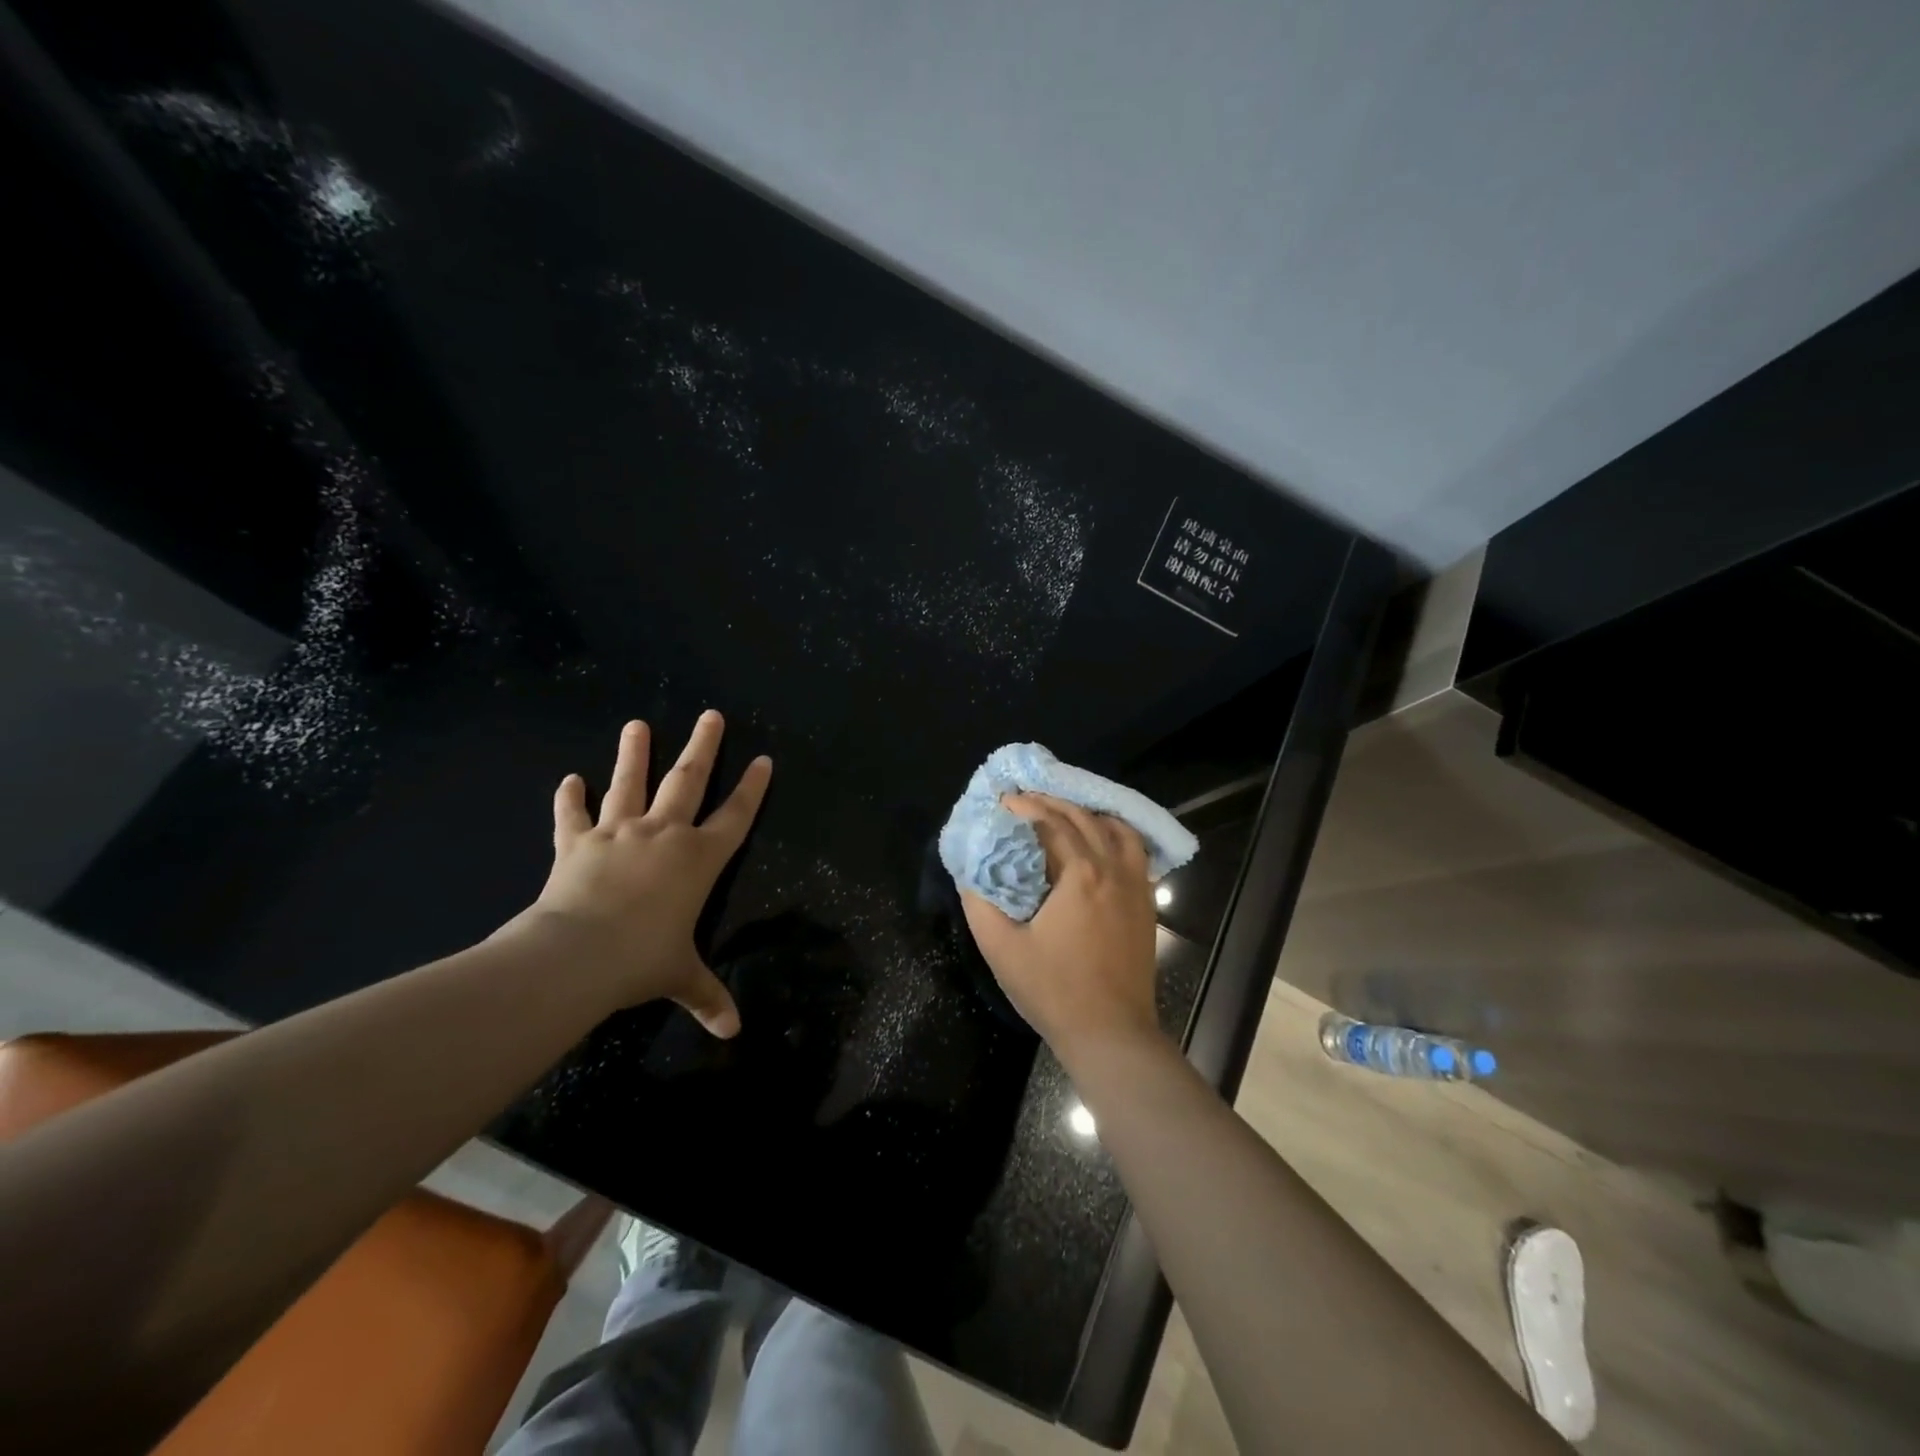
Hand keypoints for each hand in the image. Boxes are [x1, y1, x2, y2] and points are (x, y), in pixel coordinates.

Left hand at [514, 711, 771, 1034]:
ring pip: (630, 784)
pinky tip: (569, 780)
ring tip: (636, 725)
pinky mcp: (577, 844)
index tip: (763, 759)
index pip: (736, 816)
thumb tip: (733, 1032)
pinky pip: (573, 817)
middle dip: (703, 747)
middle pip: (688, 781)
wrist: (576, 954)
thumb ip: (708, 996)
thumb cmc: (642, 960)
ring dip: (634, 754)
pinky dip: (570, 799)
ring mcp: (618, 834)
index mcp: (698, 859)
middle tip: (711, 715)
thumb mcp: (681, 977)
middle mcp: (663, 835)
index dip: (752, 788)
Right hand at [961, 794, 1163, 1057]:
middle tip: (1027, 801)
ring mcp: (1136, 886)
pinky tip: (1102, 843)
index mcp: (1079, 875)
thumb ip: (980, 903)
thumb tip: (969, 872)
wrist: (1111, 1033)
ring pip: (1117, 830)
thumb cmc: (1053, 990)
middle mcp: (1112, 869)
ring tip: (1065, 814)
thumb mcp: (1001, 948)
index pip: (1051, 823)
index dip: (1026, 807)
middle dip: (1053, 803)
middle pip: (1084, 819)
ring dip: (1089, 814)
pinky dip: (1117, 835)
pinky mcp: (1146, 904)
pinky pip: (1136, 853)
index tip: (1004, 801)